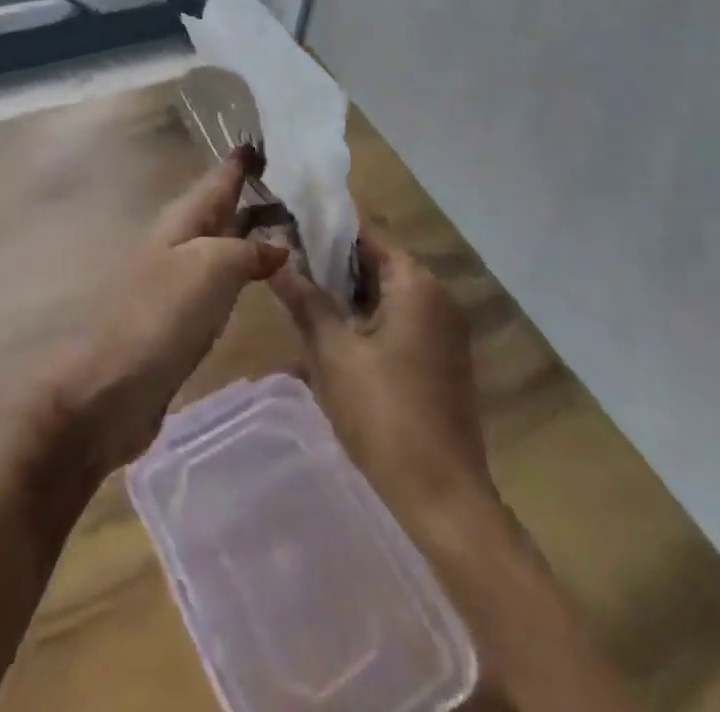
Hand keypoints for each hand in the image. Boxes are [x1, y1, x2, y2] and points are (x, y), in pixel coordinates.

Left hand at [47, 145, 288, 474]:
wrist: (110, 388)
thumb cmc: (161, 315)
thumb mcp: (212, 268)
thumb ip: (248, 251)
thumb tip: (277, 245)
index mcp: (182, 221)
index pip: (217, 180)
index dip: (239, 162)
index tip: (263, 141)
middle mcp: (178, 243)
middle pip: (218, 210)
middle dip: (250, 195)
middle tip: (293, 185)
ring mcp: (177, 281)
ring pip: (220, 245)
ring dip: (249, 233)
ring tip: (287, 227)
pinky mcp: (180, 319)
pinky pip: (219, 281)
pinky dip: (242, 271)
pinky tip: (260, 278)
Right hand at [269, 228, 494, 536]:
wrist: (444, 499)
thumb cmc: (384, 415)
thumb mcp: (333, 353)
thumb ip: (305, 301)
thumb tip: (275, 261)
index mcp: (416, 283)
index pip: (366, 233)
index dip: (326, 226)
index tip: (288, 220)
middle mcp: (436, 296)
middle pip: (376, 261)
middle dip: (331, 262)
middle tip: (285, 260)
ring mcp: (443, 330)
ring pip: (385, 293)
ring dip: (346, 293)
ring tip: (298, 291)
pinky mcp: (440, 359)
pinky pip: (398, 320)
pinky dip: (366, 319)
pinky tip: (330, 332)